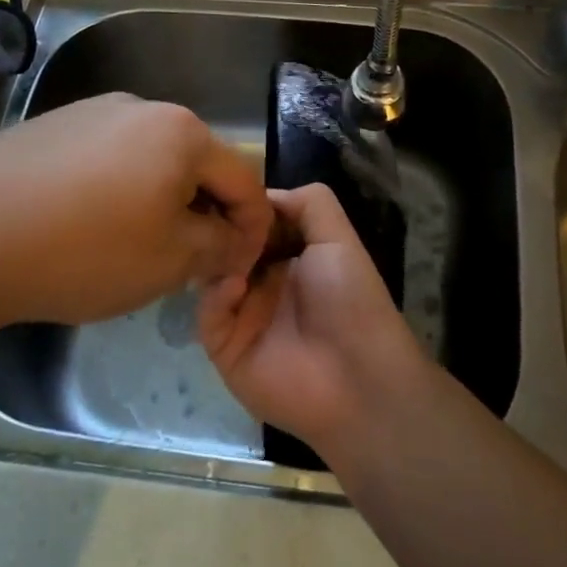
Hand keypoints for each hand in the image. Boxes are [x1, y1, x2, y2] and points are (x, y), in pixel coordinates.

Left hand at [0, 93, 270, 340]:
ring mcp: (88, 113)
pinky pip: (103, 162)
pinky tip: (85, 230)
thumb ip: (219, 247)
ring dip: (158, 204)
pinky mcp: (48, 129)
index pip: (243, 179)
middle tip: (190, 266)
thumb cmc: (84, 249)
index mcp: (181, 131)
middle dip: (202, 215)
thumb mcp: (170, 261)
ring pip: (148, 163)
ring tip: (135, 252)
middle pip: (194, 165)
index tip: (242, 268)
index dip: (253, 227)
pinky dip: (114, 195)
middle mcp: (140, 108)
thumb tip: (234, 239)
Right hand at [197, 184, 424, 458]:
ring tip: (223, 248)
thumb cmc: (351, 300)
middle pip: (227, 246)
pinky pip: (208, 315)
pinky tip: (234, 288)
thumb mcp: (338, 238)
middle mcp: (263, 282)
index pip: (253, 223)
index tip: (227, 188)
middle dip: (222, 230)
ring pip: (210, 277)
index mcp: (289, 256)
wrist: (358, 378)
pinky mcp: (226, 348)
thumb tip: (263, 193)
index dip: (243, 207)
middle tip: (213, 215)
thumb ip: (309, 203)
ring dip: (216, 260)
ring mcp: (242, 315)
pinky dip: (217, 296)